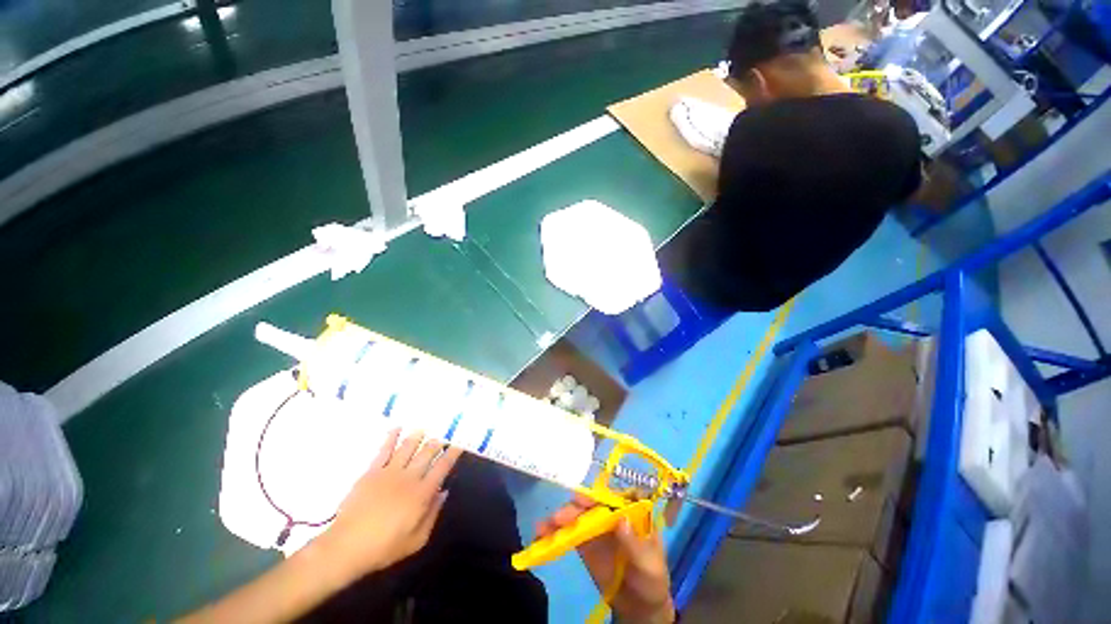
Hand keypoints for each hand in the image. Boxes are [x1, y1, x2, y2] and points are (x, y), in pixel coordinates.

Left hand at [313, 429, 461, 583]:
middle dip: (437, 442)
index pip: (442, 467)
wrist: (346, 547)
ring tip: (424, 429)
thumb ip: (433, 514)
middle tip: (443, 436)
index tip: (459, 444)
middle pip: (427, 452)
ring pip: (408, 447)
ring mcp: (389, 472)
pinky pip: (384, 450)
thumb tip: (443, 492)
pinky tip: (397, 428)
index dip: (452, 454)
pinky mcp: (371, 472)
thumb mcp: (416, 540)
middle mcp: (409, 477)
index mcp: (422, 493)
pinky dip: (391, 437)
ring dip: (418, 436)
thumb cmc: (384, 547)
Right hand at [536, 495, 675, 623]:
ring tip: (543, 527)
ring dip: (560, 518)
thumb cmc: (651, 580)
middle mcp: (613, 513)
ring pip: (578, 515)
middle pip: (593, 504)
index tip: (586, 501)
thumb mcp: (650, 566)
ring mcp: (597, 527)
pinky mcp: (585, 542)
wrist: (640, 605)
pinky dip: (555, 533)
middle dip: (576, 508)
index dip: (602, 495)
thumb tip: (621, 520)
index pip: (617, 496)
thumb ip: (636, 545)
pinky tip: (541, 535)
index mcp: (632, 513)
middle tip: (559, 518)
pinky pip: (569, 533)